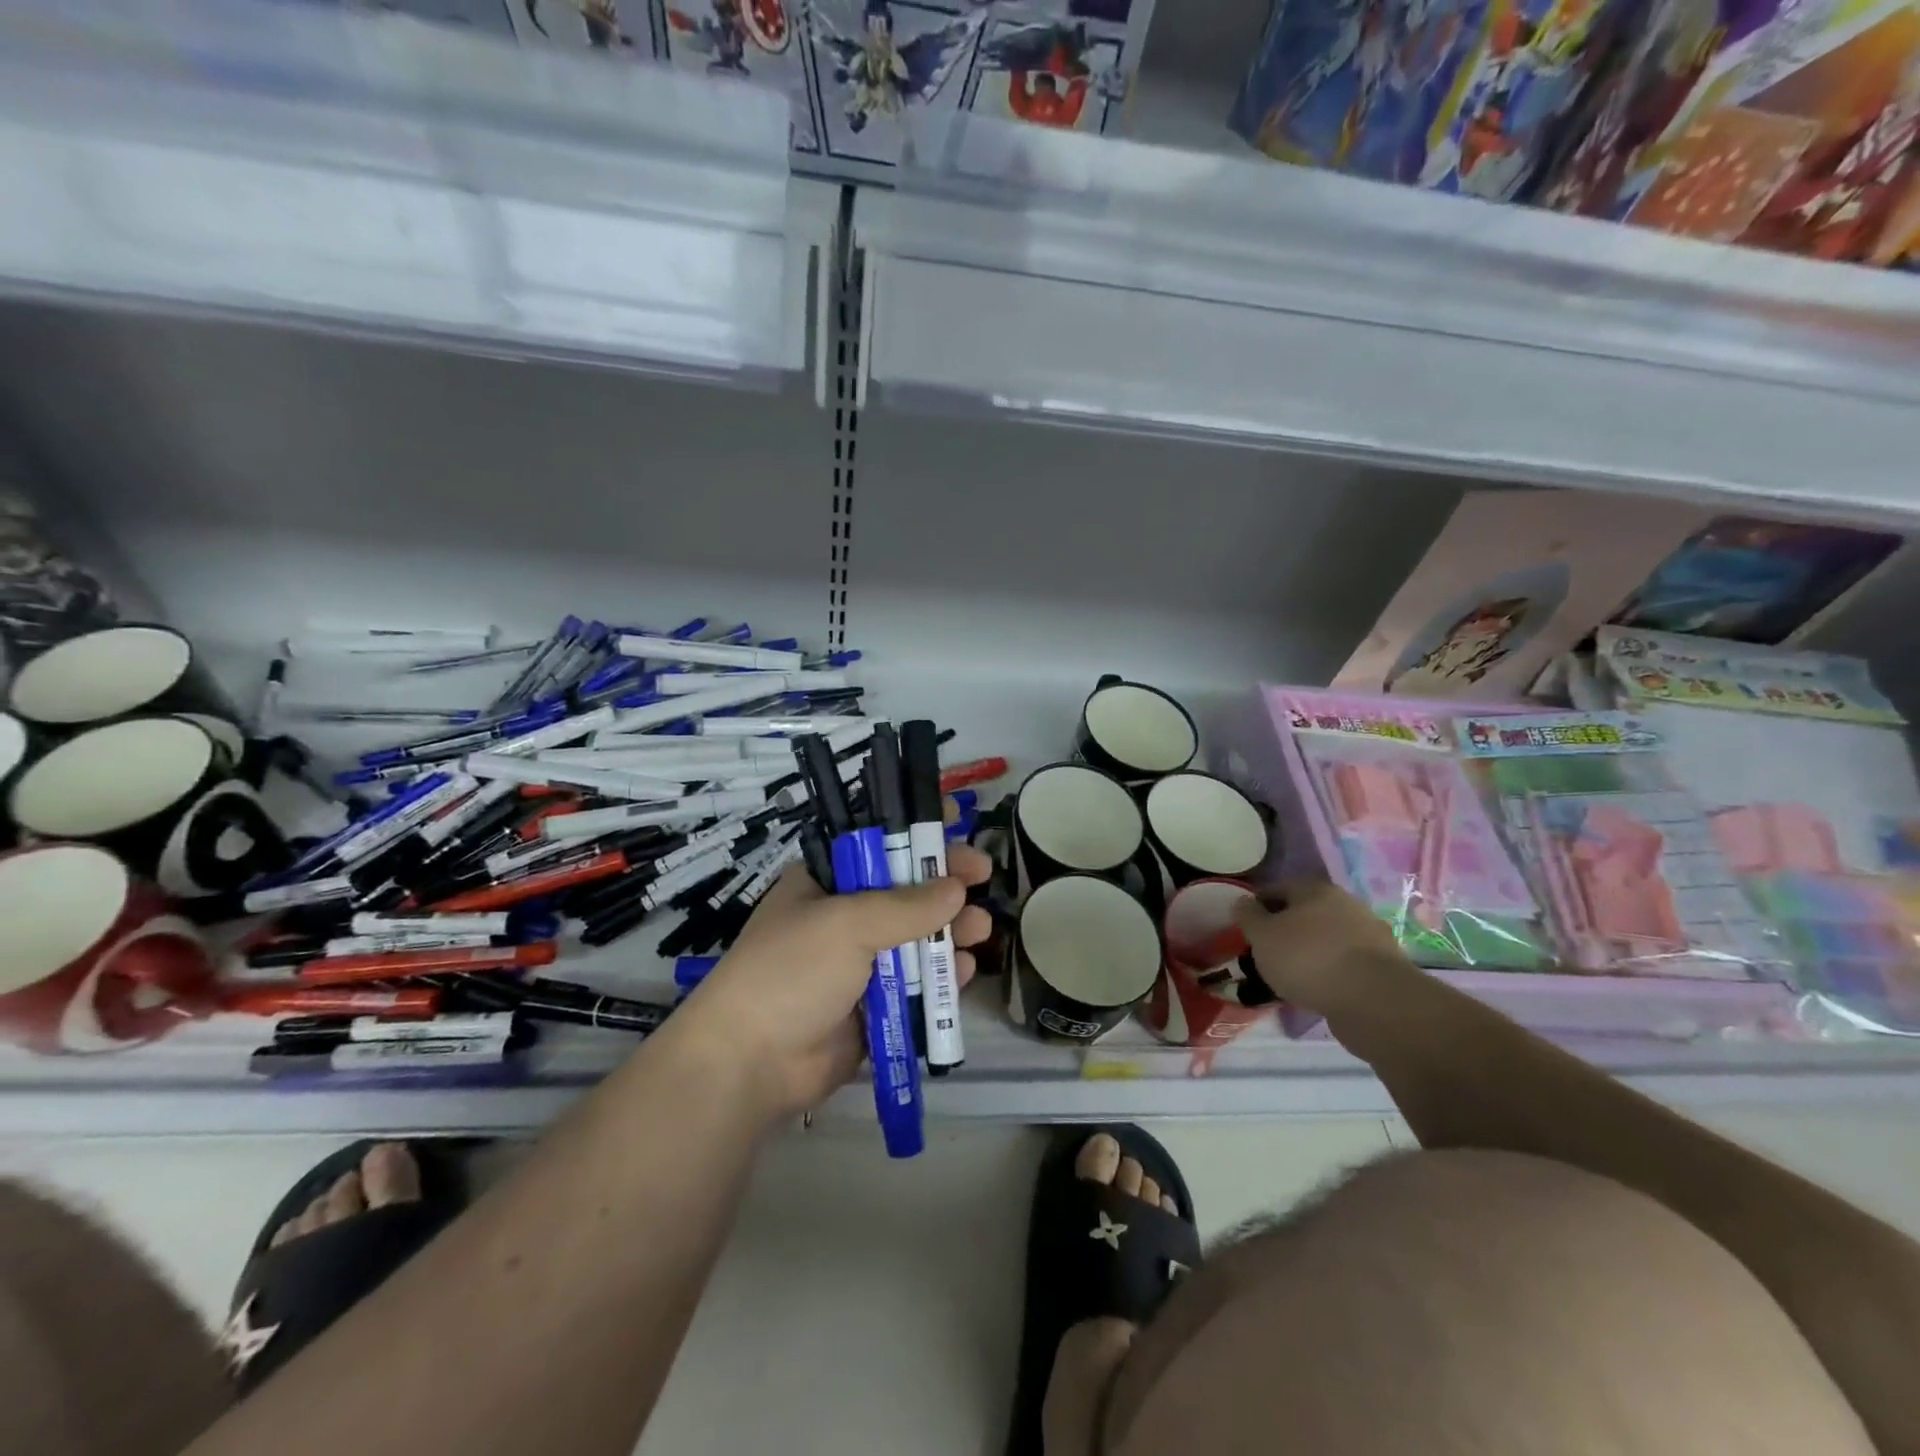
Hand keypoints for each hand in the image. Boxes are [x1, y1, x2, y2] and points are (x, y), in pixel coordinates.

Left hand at [679, 837, 994, 1119]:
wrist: (751, 1063)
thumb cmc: (792, 970)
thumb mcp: (848, 924)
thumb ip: (907, 906)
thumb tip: (956, 889)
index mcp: (825, 884)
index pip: (876, 845)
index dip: (915, 834)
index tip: (955, 822)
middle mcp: (843, 918)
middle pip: (905, 891)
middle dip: (944, 884)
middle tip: (983, 876)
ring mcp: (858, 964)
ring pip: (916, 938)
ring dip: (950, 931)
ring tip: (980, 930)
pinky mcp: (873, 1006)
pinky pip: (916, 984)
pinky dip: (941, 976)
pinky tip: (963, 970)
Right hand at [1234, 878, 1414, 1017]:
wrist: (1374, 1001)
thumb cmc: (1307, 959)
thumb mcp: (1262, 937)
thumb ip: (1248, 917)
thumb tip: (1244, 903)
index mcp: (1315, 889)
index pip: (1277, 889)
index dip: (1257, 907)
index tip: (1246, 929)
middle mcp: (1346, 903)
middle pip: (1305, 913)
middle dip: (1286, 930)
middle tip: (1268, 953)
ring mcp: (1369, 934)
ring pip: (1327, 938)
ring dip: (1310, 952)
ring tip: (1292, 977)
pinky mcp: (1384, 965)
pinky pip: (1346, 963)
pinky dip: (1331, 972)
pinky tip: (1319, 989)